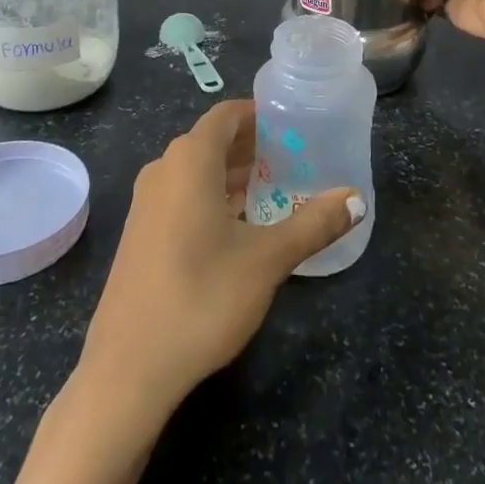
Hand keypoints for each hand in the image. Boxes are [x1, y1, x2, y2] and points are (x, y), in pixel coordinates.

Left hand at [79, 99, 362, 420]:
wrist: (127, 369)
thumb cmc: (201, 298)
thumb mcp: (267, 260)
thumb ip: (314, 223)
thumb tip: (356, 198)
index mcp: (189, 160)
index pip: (227, 115)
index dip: (259, 114)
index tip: (293, 123)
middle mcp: (163, 170)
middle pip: (212, 140)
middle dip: (252, 145)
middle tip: (295, 158)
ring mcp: (146, 204)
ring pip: (196, 171)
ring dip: (233, 173)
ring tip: (275, 188)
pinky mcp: (141, 235)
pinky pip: (182, 196)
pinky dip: (212, 196)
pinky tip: (240, 226)